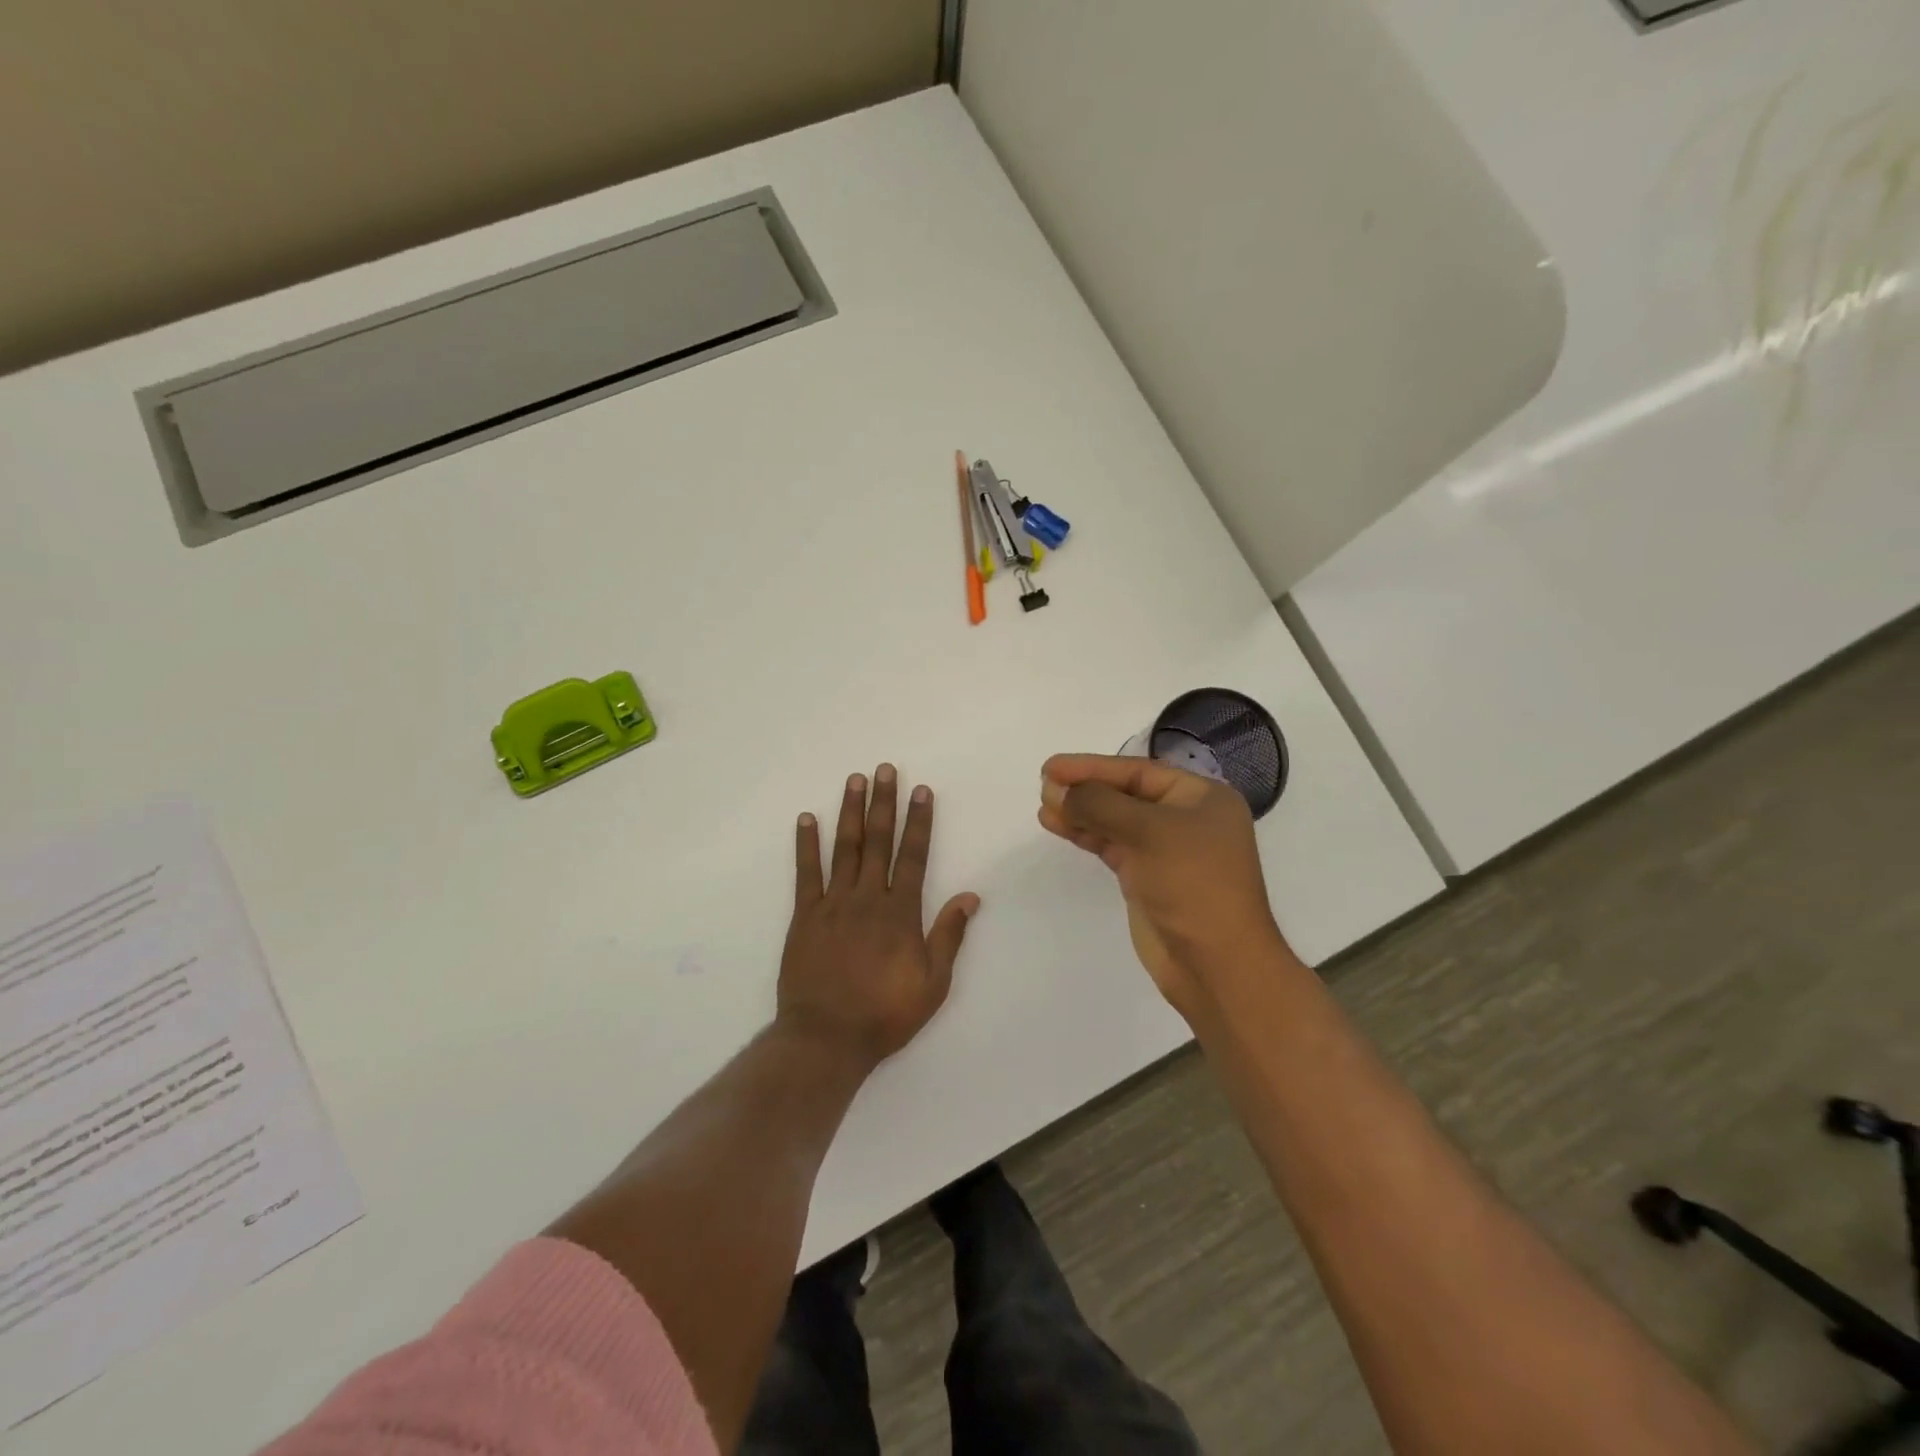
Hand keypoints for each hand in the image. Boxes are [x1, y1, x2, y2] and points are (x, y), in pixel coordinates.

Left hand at [779, 765, 980, 1070]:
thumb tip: (970, 896)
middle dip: (884, 803)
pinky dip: (806, 844)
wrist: (827, 1038)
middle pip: (879, 841)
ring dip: (850, 812)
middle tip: (885, 769)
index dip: (919, 822)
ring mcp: (834, 904)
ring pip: (845, 848)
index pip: (914, 856)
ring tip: (854, 780)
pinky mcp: (805, 916)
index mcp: (901, 912)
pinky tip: (807, 819)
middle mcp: (868, 898)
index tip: (921, 791)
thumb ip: (948, 935)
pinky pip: (806, 873)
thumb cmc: (885, 1013)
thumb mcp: (933, 983)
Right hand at [1039, 753, 1289, 1017]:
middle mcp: (1185, 818)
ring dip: (1080, 812)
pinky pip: (1111, 844)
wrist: (1216, 963)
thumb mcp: (1149, 832)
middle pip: (1125, 793)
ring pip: (1115, 820)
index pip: (1137, 772)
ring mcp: (1165, 850)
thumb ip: (1100, 805)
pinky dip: (1086, 834)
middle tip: (1043, 786)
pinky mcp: (1147, 877)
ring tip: (1044, 806)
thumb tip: (1057, 791)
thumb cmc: (1193, 884)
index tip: (1051, 767)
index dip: (1092, 766)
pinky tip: (1059, 826)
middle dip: (1084, 789)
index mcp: (1201, 797)